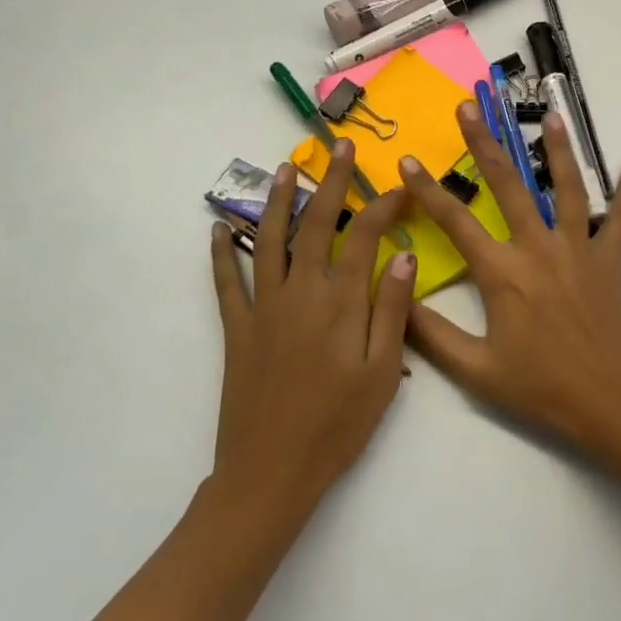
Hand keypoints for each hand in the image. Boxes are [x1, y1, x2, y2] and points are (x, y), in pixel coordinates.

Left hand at [207, 139, 416, 527]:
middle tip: (341, 149)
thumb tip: (403, 255)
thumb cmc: (338, 425)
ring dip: (276, 200)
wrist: (271, 471)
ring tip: (285, 168)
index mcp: (340, 303)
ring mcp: (263, 309)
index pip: (363, 236)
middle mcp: (299, 293)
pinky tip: (218, 229)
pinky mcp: (237, 330)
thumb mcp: (383, 372)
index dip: (382, 206)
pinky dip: (222, 253)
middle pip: (315, 225)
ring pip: (268, 240)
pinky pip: (226, 282)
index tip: (400, 188)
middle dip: (331, 182)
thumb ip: (392, 310)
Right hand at [399, 102, 620, 455]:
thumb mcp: (474, 369)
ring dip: (557, 151)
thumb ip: (431, 334)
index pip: (455, 222)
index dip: (427, 191)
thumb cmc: (540, 387)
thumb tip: (395, 297)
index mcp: (502, 273)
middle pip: (508, 187)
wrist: (609, 399)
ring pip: (566, 189)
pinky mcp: (609, 261)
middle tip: (469, 108)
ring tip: (551, 116)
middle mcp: (539, 249)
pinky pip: (620, 220)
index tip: (406, 162)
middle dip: (484, 145)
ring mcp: (578, 250)